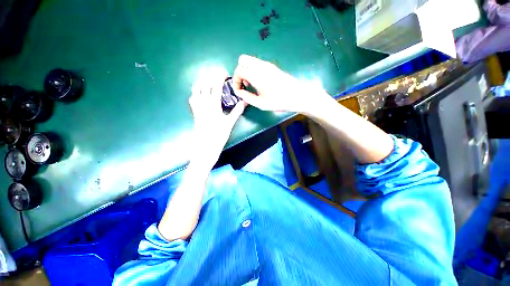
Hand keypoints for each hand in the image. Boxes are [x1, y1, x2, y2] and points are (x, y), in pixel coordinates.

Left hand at [189, 71, 245, 168]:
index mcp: (213, 106)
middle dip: (209, 78)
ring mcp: (197, 109)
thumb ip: (237, 112)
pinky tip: (199, 94)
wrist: (205, 148)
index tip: (223, 73)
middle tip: (216, 75)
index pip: (215, 88)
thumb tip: (244, 102)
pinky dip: (195, 94)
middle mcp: (203, 105)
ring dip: (201, 83)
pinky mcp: (195, 114)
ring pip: (195, 92)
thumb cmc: (219, 137)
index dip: (219, 78)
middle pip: (204, 86)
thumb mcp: (229, 124)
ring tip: (207, 81)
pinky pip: (193, 100)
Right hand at [231, 54, 329, 114]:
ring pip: (250, 60)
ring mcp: (267, 64)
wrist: (297, 96)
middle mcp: (261, 66)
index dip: (235, 80)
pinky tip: (259, 82)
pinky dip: (253, 70)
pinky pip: (257, 63)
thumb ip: (247, 97)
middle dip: (239, 72)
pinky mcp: (272, 66)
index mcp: (257, 76)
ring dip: (246, 70)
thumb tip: (239, 92)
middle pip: (242, 60)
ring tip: (251, 85)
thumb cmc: (279, 102)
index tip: (238, 90)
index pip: (239, 70)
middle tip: (244, 85)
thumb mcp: (261, 104)